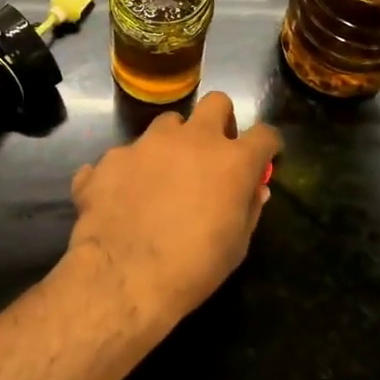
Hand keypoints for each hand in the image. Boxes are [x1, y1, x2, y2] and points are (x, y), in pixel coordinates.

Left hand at [64, 93, 280, 330]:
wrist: (123, 277)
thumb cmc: (193, 267)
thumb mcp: (236, 246)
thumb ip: (248, 208)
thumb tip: (255, 188)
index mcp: (231, 160)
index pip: (264, 134)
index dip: (266, 144)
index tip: (263, 157)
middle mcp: (191, 139)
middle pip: (216, 102)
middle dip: (219, 120)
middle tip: (213, 151)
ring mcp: (148, 142)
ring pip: (168, 123)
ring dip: (172, 142)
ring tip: (163, 175)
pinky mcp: (113, 156)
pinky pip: (126, 155)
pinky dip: (130, 171)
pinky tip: (123, 198)